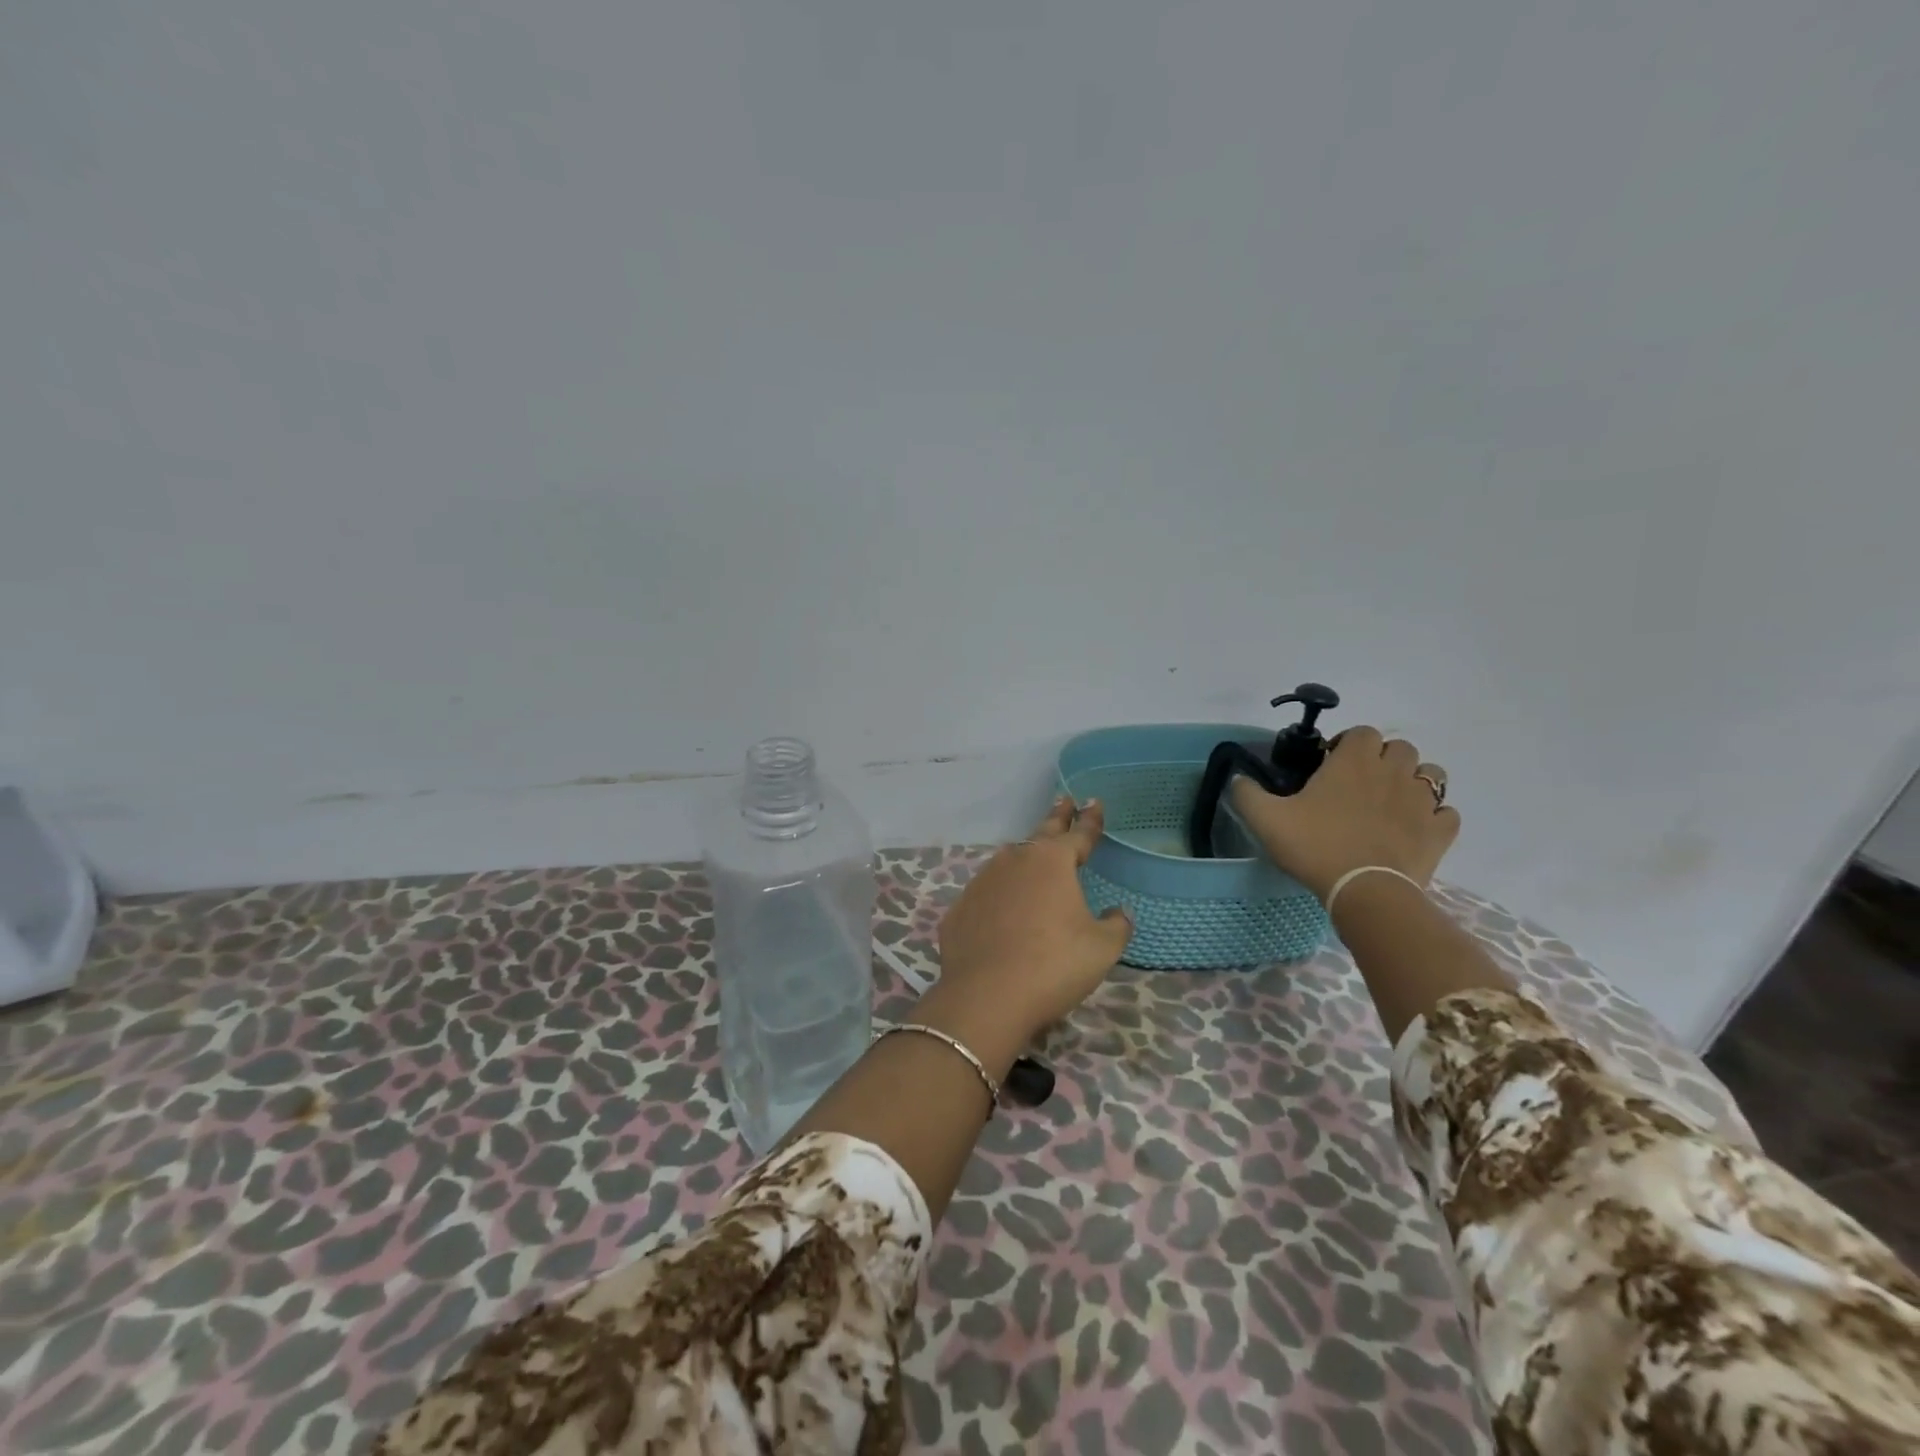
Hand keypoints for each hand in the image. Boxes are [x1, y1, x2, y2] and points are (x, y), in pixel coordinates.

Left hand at [930, 796, 1132, 1047]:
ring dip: (1024, 857)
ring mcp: (983, 882)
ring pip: (1009, 861)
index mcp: (1053, 863)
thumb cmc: (1054, 965)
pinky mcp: (960, 908)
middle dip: (1056, 817)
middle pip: (1041, 834)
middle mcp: (1015, 861)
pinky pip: (986, 894)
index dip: (1090, 820)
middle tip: (1063, 801)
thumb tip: (1118, 913)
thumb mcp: (1101, 948)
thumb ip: (1116, 925)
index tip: (1094, 802)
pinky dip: (998, 896)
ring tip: (1034, 857)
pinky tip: (1001, 909)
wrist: (987, 997)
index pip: (1079, 834)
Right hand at [1231, 727, 1460, 901]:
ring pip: (1431, 774)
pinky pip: (1446, 813)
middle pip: (1400, 748)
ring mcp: (1422, 801)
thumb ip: (1246, 793)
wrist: (1364, 891)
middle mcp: (1393, 771)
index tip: (1330, 765)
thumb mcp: (1264, 819)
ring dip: (1414, 782)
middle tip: (1360, 785)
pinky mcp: (1440, 831)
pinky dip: (1434, 817)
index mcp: (1353, 761)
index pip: (1361, 732)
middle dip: (1383, 759)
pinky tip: (1415, 829)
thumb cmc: (1314, 846)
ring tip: (1392, 803)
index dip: (1348, 744)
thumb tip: (1238, 778)